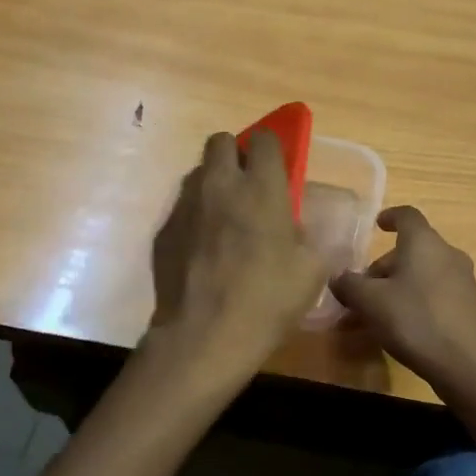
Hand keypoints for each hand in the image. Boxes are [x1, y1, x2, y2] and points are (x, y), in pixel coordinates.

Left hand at [148, 130, 325, 375]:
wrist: (205, 336)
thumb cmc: (268, 300)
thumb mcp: (311, 271)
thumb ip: (309, 238)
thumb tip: (299, 231)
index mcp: (262, 189)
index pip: (265, 139)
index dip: (273, 146)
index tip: (278, 166)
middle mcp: (220, 186)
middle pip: (220, 141)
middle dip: (235, 153)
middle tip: (249, 184)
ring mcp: (186, 206)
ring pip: (198, 173)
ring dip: (214, 183)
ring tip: (226, 218)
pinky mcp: (163, 231)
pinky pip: (182, 208)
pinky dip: (195, 217)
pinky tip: (204, 250)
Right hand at [330, 206, 475, 392]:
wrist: (465, 364)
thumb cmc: (414, 320)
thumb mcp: (370, 302)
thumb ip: (349, 284)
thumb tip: (337, 277)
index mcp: (424, 242)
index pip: (407, 216)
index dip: (390, 217)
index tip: (377, 225)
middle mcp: (447, 254)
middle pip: (412, 249)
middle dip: (384, 266)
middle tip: (361, 290)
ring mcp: (462, 280)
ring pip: (422, 273)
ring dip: (397, 286)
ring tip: (375, 313)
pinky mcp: (468, 305)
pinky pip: (434, 292)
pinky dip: (414, 300)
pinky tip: (400, 326)